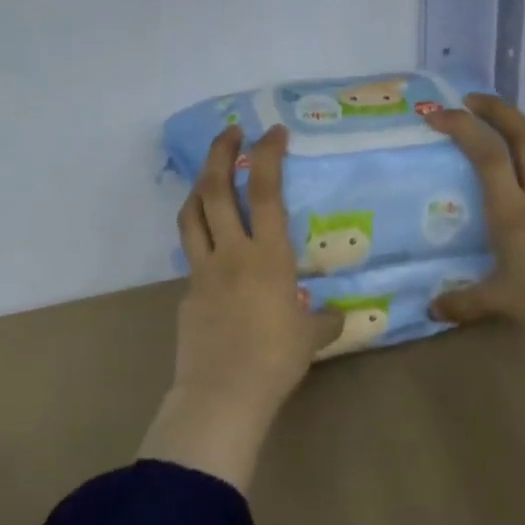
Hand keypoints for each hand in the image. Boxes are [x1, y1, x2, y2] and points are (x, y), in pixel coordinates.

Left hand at [140, 124, 344, 490]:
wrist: (223, 392)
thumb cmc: (275, 361)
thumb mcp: (311, 339)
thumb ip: (324, 322)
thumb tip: (338, 318)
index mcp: (268, 257)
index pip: (268, 192)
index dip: (268, 156)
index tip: (272, 132)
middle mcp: (232, 253)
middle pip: (217, 189)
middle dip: (221, 153)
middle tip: (229, 132)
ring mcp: (203, 271)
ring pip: (192, 215)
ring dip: (198, 186)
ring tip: (208, 176)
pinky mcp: (186, 292)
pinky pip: (191, 255)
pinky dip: (200, 239)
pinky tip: (212, 250)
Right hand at [424, 95, 524, 358]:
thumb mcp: (499, 302)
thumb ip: (462, 303)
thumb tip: (430, 309)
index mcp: (513, 212)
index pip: (488, 155)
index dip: (463, 128)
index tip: (437, 115)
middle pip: (523, 136)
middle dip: (497, 110)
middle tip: (471, 101)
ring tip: (504, 127)